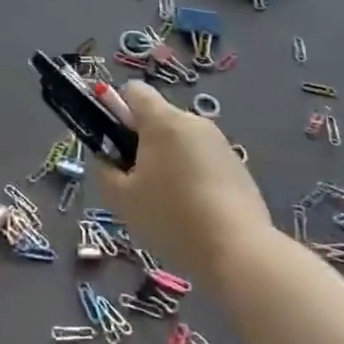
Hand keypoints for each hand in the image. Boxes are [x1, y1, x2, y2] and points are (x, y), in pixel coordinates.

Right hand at [93, 81, 272, 286]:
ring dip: (168, 160)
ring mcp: (219, 143)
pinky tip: (194, 211)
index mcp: (162, 121)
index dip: (117, 109)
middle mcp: (193, 122)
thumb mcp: (121, 199)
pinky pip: (203, 159)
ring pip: (181, 140)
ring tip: (167, 202)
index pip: (133, 90)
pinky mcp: (238, 166)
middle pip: (158, 118)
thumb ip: (104, 170)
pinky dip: (193, 175)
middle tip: (136, 182)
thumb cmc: (171, 218)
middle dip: (143, 142)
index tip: (115, 143)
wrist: (239, 253)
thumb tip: (107, 159)